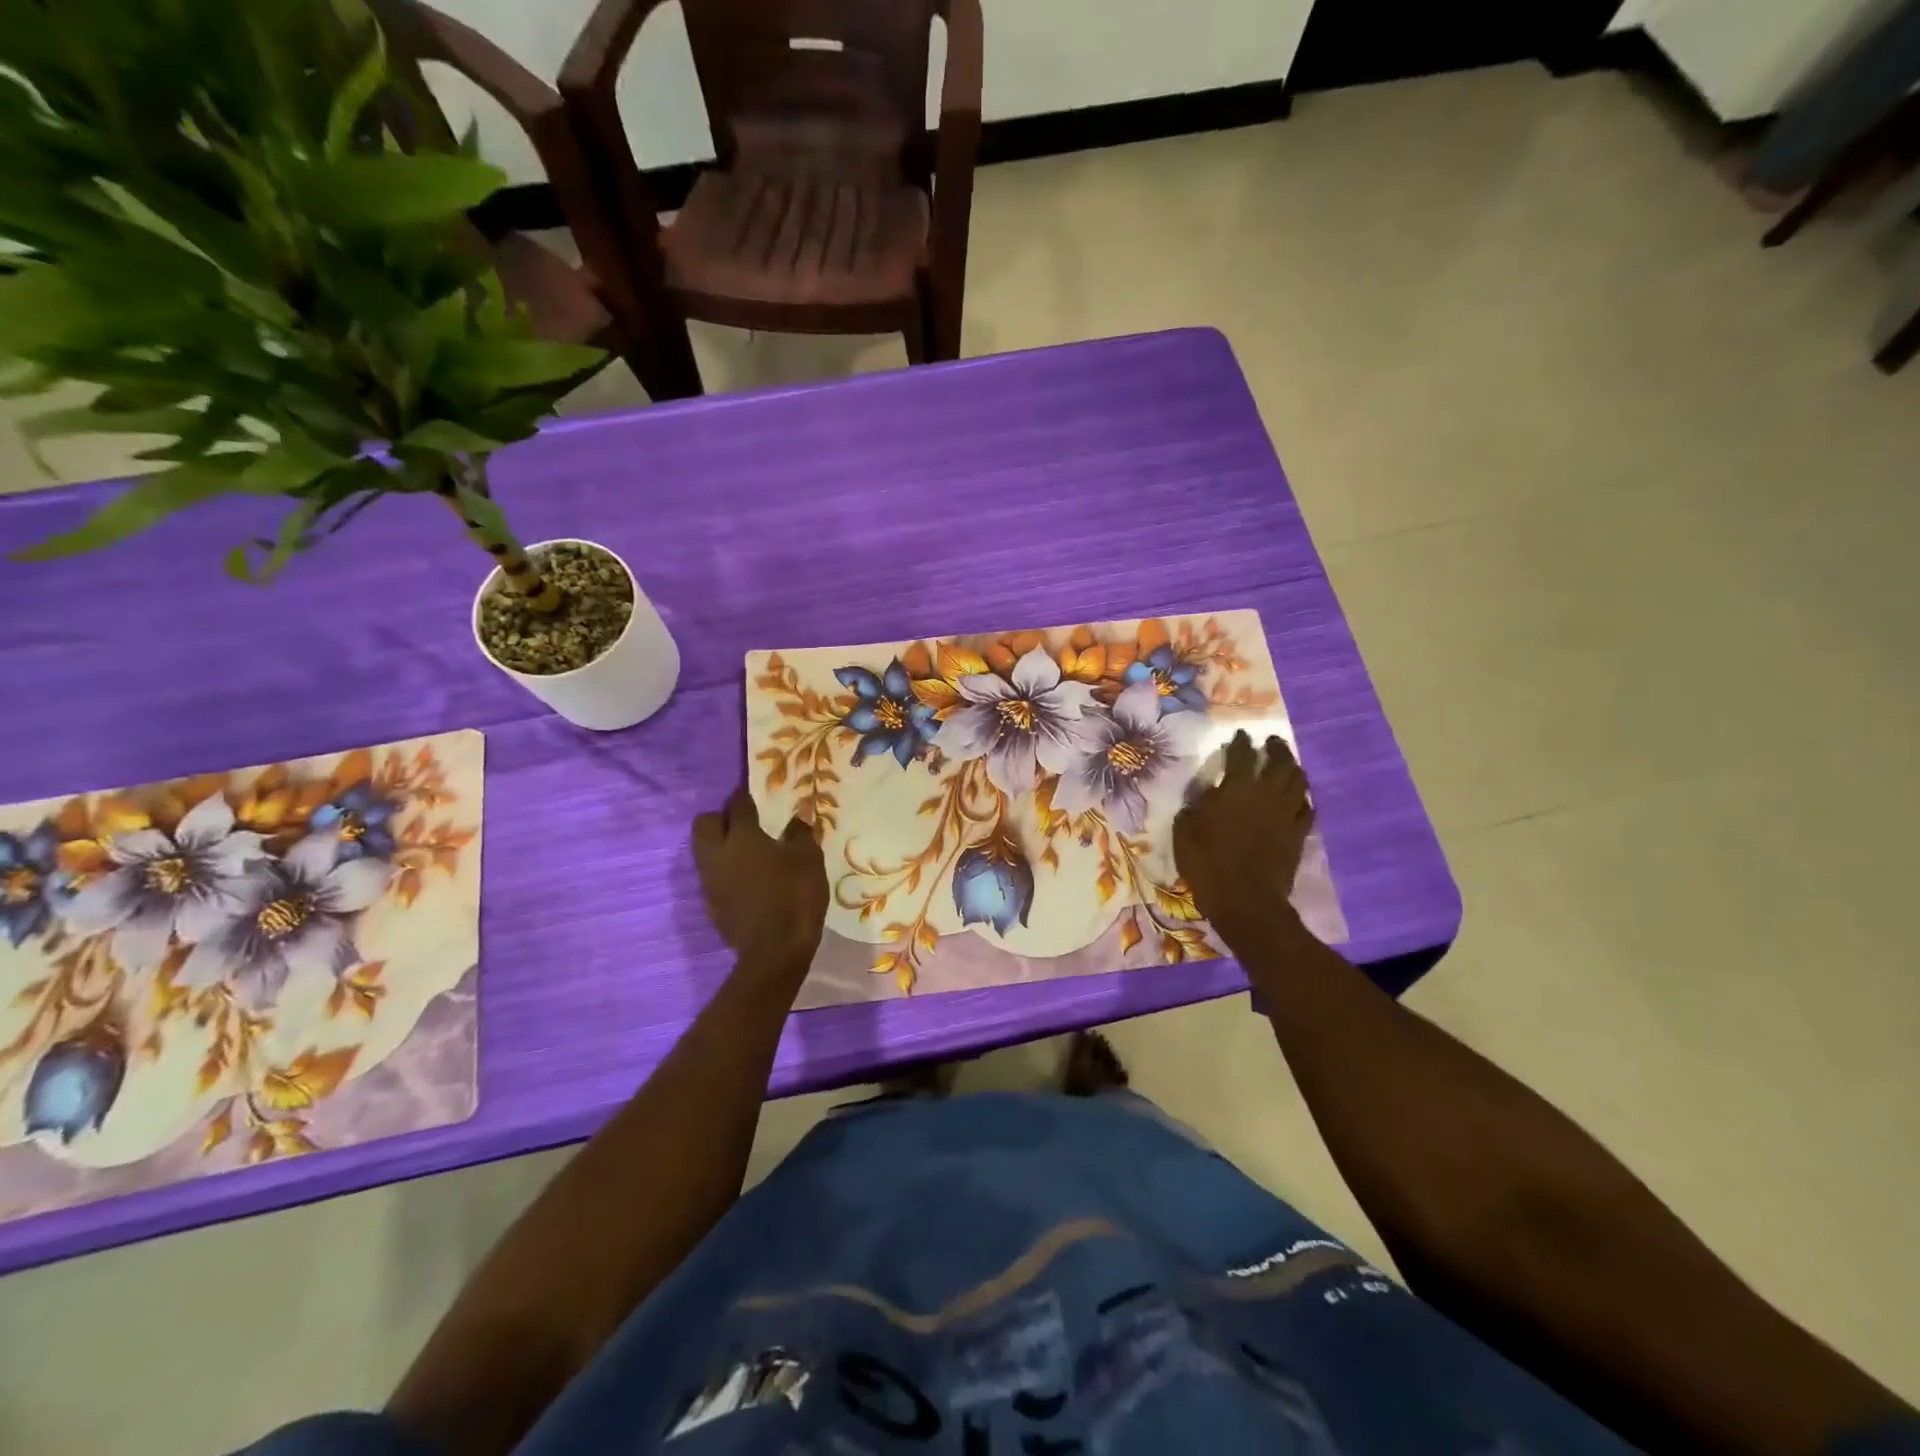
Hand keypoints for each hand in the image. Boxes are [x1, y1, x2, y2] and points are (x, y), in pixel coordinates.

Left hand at [692, 786, 828, 966]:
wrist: (774, 952)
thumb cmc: (795, 897)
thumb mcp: (808, 860)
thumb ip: (800, 833)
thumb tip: (798, 816)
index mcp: (742, 838)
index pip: (737, 805)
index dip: (745, 796)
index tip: (754, 794)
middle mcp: (718, 855)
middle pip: (705, 824)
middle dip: (721, 818)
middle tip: (745, 823)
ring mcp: (710, 882)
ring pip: (704, 851)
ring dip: (720, 845)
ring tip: (746, 852)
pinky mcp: (711, 905)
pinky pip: (712, 877)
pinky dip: (725, 872)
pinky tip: (747, 880)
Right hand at [1173, 731, 1314, 948]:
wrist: (1246, 899)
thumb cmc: (1207, 862)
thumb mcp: (1185, 831)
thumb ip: (1195, 807)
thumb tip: (1204, 797)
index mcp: (1236, 787)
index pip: (1242, 754)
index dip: (1241, 742)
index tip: (1241, 734)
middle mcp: (1266, 793)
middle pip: (1280, 761)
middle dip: (1276, 748)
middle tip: (1271, 742)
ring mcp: (1286, 813)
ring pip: (1299, 781)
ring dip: (1293, 768)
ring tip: (1288, 765)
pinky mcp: (1299, 834)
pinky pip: (1307, 809)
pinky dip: (1303, 799)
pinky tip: (1298, 799)